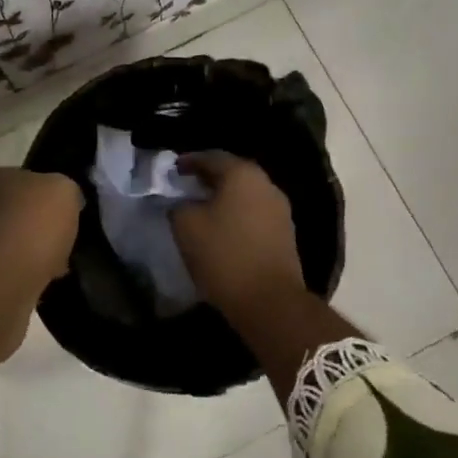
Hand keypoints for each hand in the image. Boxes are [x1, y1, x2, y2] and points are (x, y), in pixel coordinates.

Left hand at [0, 167, 81, 364]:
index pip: (33, 180)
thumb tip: (66, 201)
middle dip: (44, 228)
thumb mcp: (64, 192)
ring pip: (17, 243)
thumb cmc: (31, 228)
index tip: (72, 215)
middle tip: (68, 243)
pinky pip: (12, 270)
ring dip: (36, 254)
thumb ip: (66, 189)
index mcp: (1, 177)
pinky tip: (45, 284)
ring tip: (61, 267)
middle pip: (23, 212)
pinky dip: (27, 276)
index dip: (54, 197)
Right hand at [171, 152, 357, 401]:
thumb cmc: (224, 255)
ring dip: (223, 197)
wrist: (269, 301)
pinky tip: (222, 227)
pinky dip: (236, 214)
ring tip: (201, 208)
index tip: (172, 169)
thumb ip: (178, 205)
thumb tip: (181, 202)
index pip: (211, 157)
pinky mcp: (285, 233)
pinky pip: (254, 213)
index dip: (188, 161)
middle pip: (232, 172)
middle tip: (185, 186)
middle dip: (207, 178)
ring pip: (245, 194)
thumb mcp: (186, 226)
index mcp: (242, 174)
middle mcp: (266, 184)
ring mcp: (280, 209)